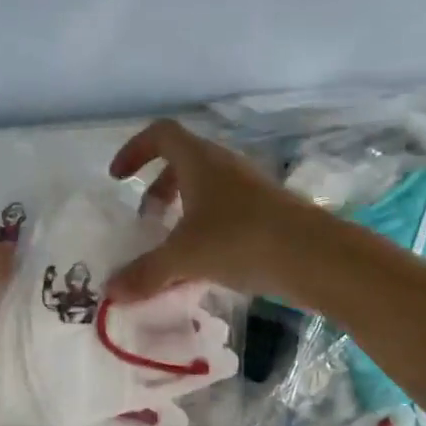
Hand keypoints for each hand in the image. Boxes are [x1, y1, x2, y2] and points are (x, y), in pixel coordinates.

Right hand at [106, 119, 326, 301]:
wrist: (314, 256)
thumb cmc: (239, 240)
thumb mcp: (184, 257)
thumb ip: (146, 272)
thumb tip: (111, 291)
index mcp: (199, 161)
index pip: (161, 134)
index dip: (135, 150)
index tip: (118, 178)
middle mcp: (225, 166)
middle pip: (183, 163)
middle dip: (158, 189)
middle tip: (146, 220)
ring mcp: (250, 188)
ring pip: (206, 190)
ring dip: (183, 211)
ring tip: (173, 248)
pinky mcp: (268, 213)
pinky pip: (226, 212)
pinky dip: (206, 230)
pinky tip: (204, 266)